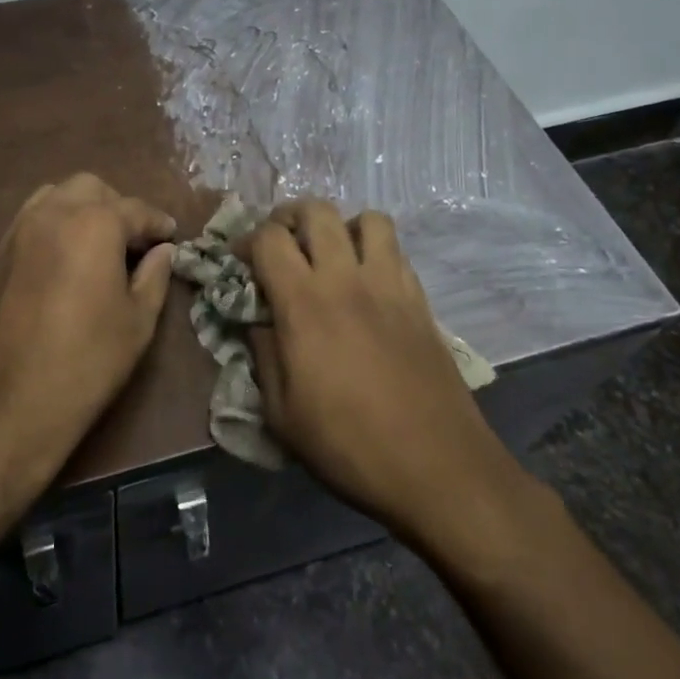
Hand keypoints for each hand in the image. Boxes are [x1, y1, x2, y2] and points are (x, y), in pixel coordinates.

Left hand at [0, 173, 176, 493]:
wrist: (3, 407)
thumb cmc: (85, 364)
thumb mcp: (137, 324)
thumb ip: (154, 277)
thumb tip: (163, 251)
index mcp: (93, 224)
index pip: (135, 209)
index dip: (157, 223)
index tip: (171, 236)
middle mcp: (52, 213)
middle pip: (91, 188)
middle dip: (116, 207)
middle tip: (132, 242)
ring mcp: (16, 231)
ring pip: (54, 197)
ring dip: (80, 210)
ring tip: (95, 246)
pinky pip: (29, 222)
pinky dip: (52, 227)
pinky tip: (61, 262)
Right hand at [241, 199, 523, 540]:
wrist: (437, 467)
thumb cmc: (349, 445)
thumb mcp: (281, 414)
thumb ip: (263, 355)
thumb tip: (259, 322)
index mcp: (304, 303)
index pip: (270, 238)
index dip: (248, 240)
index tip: (242, 262)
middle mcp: (346, 279)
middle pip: (317, 211)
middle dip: (290, 217)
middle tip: (282, 244)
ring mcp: (389, 284)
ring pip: (367, 218)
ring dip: (341, 226)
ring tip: (331, 253)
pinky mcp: (420, 300)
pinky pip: (396, 250)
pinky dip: (375, 250)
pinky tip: (367, 283)